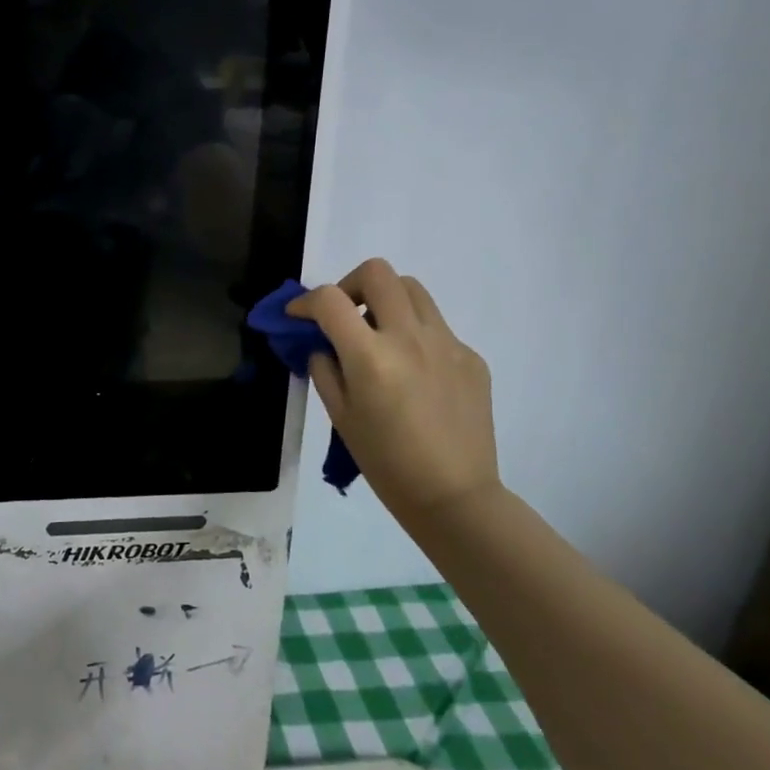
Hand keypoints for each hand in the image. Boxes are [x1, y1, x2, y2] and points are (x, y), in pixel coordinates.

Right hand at [289, 258, 499, 519]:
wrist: (455, 496)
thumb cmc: (386, 462)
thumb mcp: (340, 416)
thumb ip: (325, 370)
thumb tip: (324, 345)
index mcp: (371, 357)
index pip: (330, 300)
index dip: (305, 302)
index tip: (299, 316)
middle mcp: (410, 338)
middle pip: (377, 273)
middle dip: (350, 285)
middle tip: (343, 315)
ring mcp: (447, 344)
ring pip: (412, 289)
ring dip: (386, 300)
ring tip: (378, 334)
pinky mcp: (471, 357)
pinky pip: (436, 327)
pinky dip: (415, 335)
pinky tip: (414, 373)